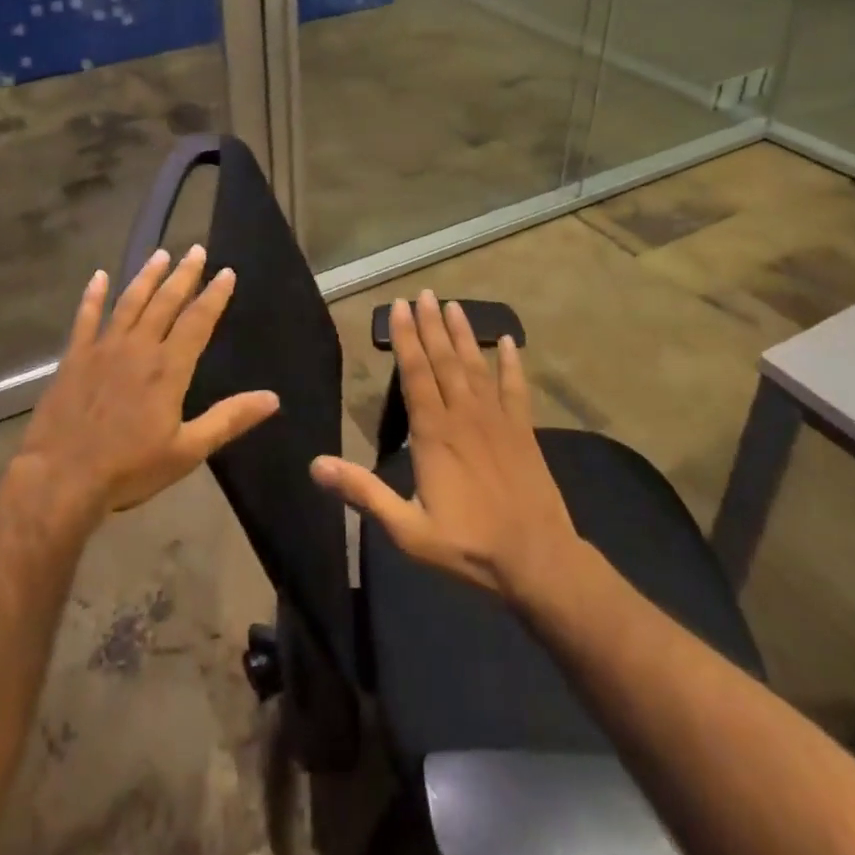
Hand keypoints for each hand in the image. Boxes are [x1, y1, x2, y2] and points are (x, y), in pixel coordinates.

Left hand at [19, 246, 278, 518]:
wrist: (62, 478)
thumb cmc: (129, 468)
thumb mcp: (188, 450)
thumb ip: (229, 419)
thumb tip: (272, 398)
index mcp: (169, 368)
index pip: (198, 321)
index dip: (214, 295)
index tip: (226, 272)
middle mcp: (139, 347)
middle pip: (165, 302)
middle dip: (183, 274)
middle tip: (195, 249)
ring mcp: (103, 348)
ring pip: (129, 302)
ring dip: (146, 276)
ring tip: (160, 254)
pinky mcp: (74, 357)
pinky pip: (85, 318)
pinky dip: (92, 296)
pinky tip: (99, 277)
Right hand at [310, 292, 579, 603]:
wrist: (538, 561)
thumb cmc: (468, 546)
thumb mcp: (407, 529)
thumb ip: (363, 493)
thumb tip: (316, 465)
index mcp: (434, 433)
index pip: (415, 373)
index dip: (405, 338)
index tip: (398, 307)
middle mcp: (464, 415)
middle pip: (444, 360)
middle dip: (431, 324)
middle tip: (423, 293)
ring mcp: (497, 420)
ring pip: (476, 365)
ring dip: (463, 334)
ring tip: (453, 305)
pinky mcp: (524, 430)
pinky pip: (516, 388)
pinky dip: (511, 362)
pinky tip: (507, 341)